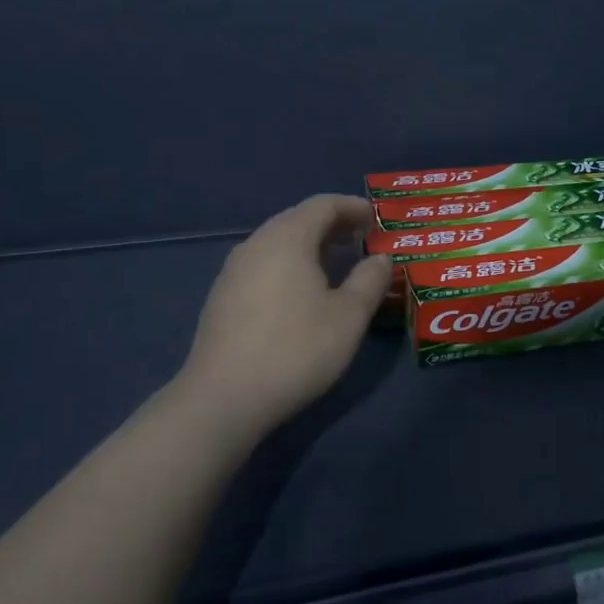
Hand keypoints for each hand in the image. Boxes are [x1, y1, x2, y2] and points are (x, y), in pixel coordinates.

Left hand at [175, 194, 391, 437]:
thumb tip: (381, 258)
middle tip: (361, 239)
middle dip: (333, 225)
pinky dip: (290, 265)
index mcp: (288, 238)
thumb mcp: (348, 317)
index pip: (323, 204)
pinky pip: (264, 264)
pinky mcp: (223, 297)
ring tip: (336, 265)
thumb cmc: (295, 349)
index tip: (376, 219)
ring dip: (310, 246)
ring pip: (278, 243)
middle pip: (298, 219)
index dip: (353, 207)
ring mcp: (233, 270)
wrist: (223, 399)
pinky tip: (302, 293)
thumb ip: (370, 280)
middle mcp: (256, 244)